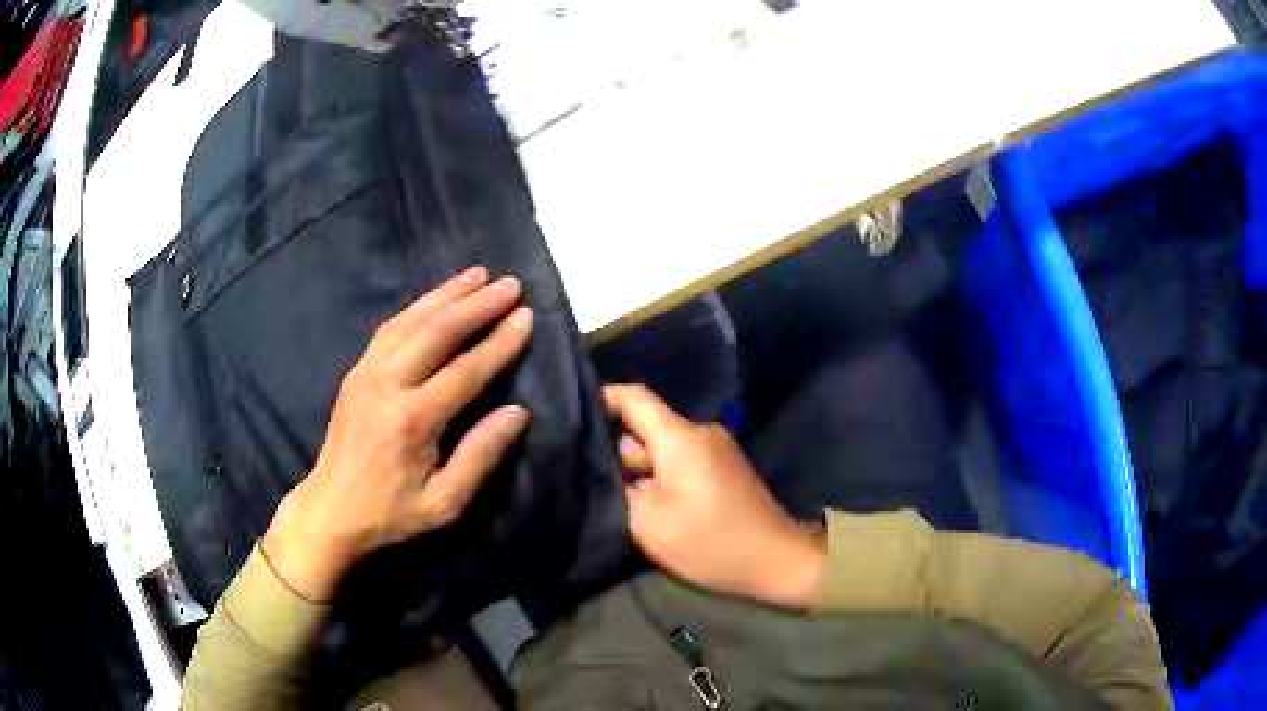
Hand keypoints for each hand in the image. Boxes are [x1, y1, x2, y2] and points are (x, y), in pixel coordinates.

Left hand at [263, 266, 533, 601]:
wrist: (331, 509)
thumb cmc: (391, 512)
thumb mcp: (444, 502)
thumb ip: (480, 456)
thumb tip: (517, 412)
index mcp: (413, 419)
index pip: (466, 370)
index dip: (499, 343)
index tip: (526, 316)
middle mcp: (388, 384)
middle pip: (437, 331)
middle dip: (477, 304)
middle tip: (510, 283)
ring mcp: (367, 372)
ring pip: (411, 320)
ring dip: (447, 294)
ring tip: (478, 274)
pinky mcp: (356, 371)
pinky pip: (390, 328)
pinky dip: (417, 307)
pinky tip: (434, 298)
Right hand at [603, 384, 824, 608]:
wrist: (775, 559)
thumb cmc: (709, 540)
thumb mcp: (648, 522)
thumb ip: (620, 488)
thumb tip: (610, 467)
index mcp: (680, 436)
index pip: (634, 397)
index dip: (602, 400)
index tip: (574, 417)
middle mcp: (700, 432)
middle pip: (648, 426)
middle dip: (618, 449)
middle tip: (589, 475)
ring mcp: (717, 449)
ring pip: (665, 447)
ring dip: (642, 468)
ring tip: (617, 494)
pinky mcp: (726, 468)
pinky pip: (684, 460)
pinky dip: (663, 475)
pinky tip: (650, 502)